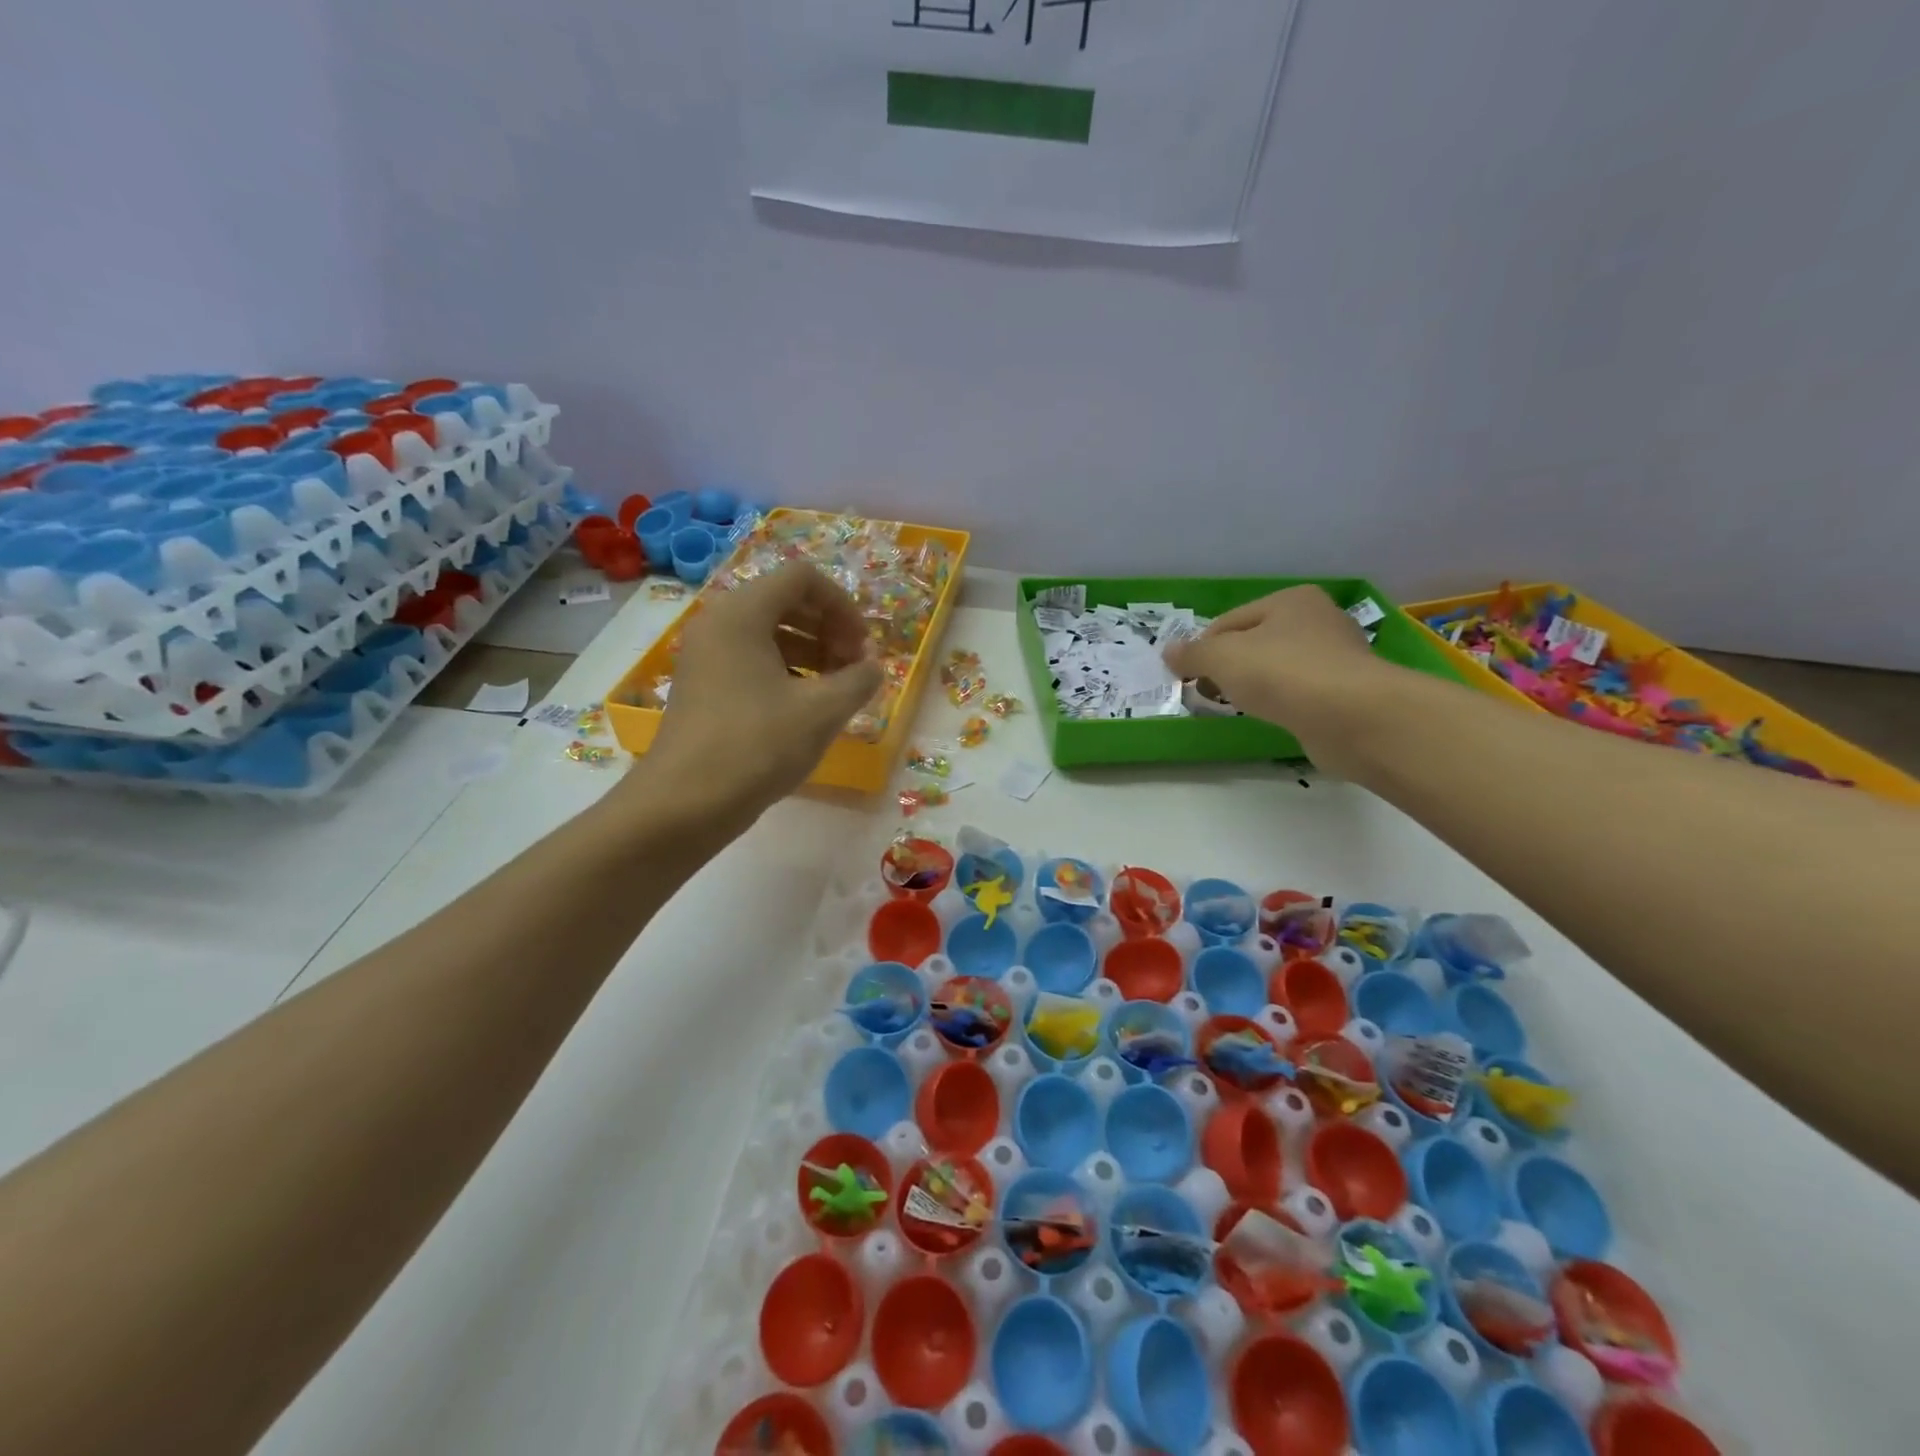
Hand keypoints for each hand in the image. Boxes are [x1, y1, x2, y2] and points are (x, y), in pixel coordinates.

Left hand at [643, 564, 883, 830]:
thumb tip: (873, 667)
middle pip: (786, 601)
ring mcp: (706, 655)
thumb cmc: (757, 746)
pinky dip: (786, 671)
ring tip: (837, 690)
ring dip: (811, 652)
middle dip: (829, 628)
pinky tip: (807, 708)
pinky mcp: (703, 686)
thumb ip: (859, 679)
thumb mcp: (822, 711)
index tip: (862, 647)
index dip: (843, 605)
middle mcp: (719, 622)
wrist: (685, 803)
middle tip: (853, 668)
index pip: (803, 578)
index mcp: (742, 612)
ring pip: (770, 633)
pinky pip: (752, 660)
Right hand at [1162, 585, 1399, 763]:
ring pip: (1277, 668)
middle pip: (1255, 643)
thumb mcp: (1223, 658)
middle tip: (1210, 694)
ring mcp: (1338, 656)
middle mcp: (1319, 620)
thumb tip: (1168, 652)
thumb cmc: (1283, 673)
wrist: (1352, 717)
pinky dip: (1282, 702)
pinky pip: (1299, 693)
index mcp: (1291, 600)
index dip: (1202, 649)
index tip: (1187, 679)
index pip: (1229, 622)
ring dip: (1255, 686)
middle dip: (1229, 668)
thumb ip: (1192, 654)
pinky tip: (1275, 717)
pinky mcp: (1347, 691)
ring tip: (1241, 707)